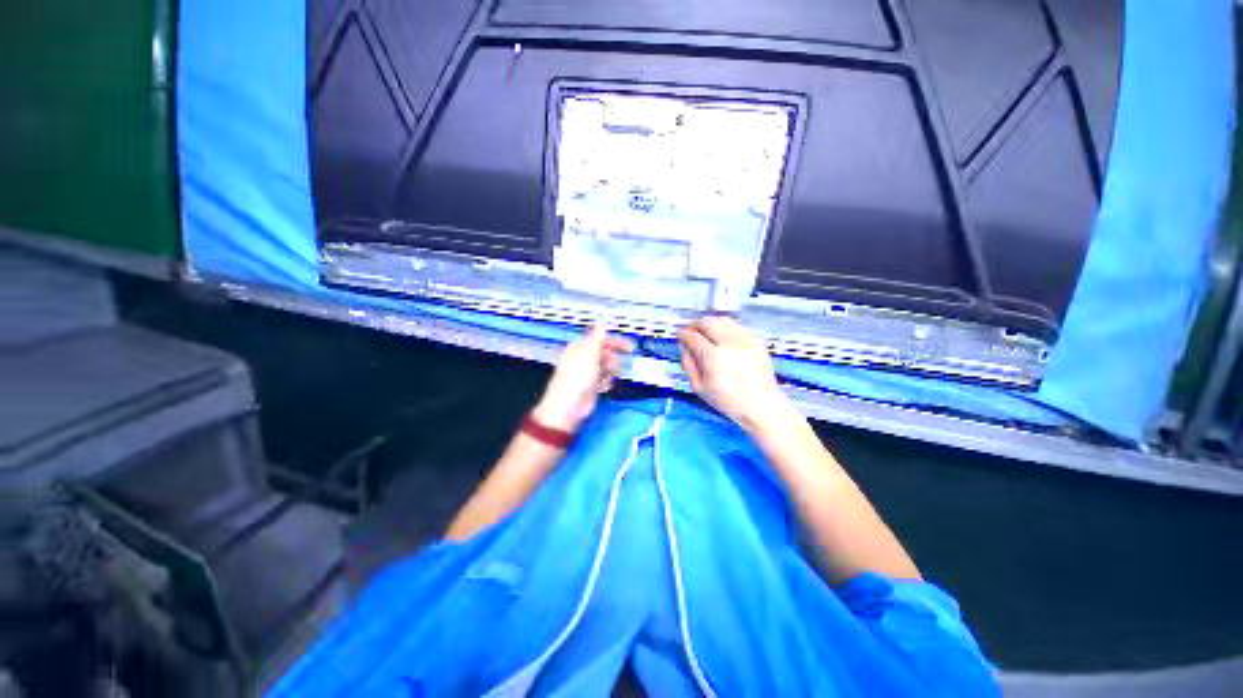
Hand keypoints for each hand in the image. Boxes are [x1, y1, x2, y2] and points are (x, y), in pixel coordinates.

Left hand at [533, 326, 632, 433]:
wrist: (570, 406)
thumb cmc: (576, 378)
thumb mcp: (589, 353)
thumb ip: (596, 338)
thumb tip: (600, 324)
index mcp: (579, 348)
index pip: (600, 340)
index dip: (614, 342)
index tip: (628, 346)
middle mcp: (583, 359)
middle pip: (605, 354)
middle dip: (611, 360)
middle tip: (613, 366)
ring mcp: (587, 373)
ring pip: (607, 368)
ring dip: (609, 373)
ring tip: (604, 378)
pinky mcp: (592, 386)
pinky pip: (605, 380)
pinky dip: (605, 383)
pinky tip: (601, 387)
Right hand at [678, 316, 786, 431]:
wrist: (761, 406)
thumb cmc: (728, 401)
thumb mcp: (699, 388)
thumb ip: (688, 365)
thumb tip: (684, 347)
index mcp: (713, 358)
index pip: (693, 337)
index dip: (683, 334)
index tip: (680, 335)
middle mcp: (729, 345)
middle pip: (708, 323)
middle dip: (695, 324)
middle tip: (690, 330)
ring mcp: (745, 341)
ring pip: (723, 321)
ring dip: (711, 323)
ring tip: (706, 330)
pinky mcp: (756, 342)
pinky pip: (738, 327)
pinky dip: (726, 328)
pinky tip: (723, 336)